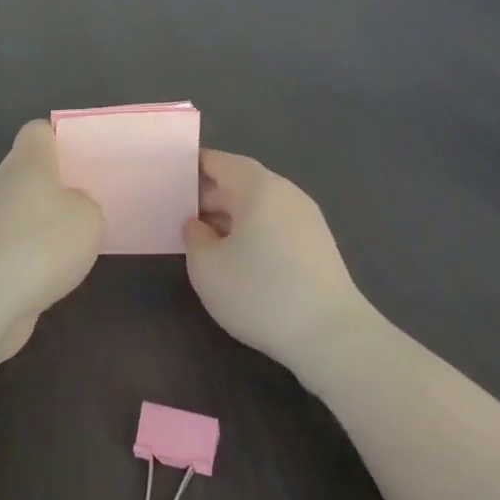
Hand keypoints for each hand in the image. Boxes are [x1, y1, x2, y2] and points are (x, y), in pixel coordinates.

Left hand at [0, 120, 102, 356]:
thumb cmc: (42, 244)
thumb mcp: (89, 217)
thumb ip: (87, 203)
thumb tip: (72, 207)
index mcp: (28, 160)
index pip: (39, 131)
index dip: (62, 137)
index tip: (86, 156)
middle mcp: (6, 182)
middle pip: (34, 169)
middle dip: (62, 181)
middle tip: (95, 195)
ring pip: (28, 206)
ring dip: (51, 219)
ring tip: (85, 234)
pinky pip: (22, 239)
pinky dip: (40, 250)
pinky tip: (62, 266)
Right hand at [182, 150, 373, 375]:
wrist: (332, 337)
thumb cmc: (261, 293)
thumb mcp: (207, 267)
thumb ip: (194, 237)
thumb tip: (198, 226)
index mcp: (259, 187)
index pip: (220, 162)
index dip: (192, 166)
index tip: (167, 177)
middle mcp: (286, 194)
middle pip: (240, 183)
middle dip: (207, 196)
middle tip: (175, 213)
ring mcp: (306, 220)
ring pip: (258, 207)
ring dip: (228, 218)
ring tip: (200, 239)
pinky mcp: (317, 246)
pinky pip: (274, 226)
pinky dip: (251, 233)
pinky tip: (235, 259)